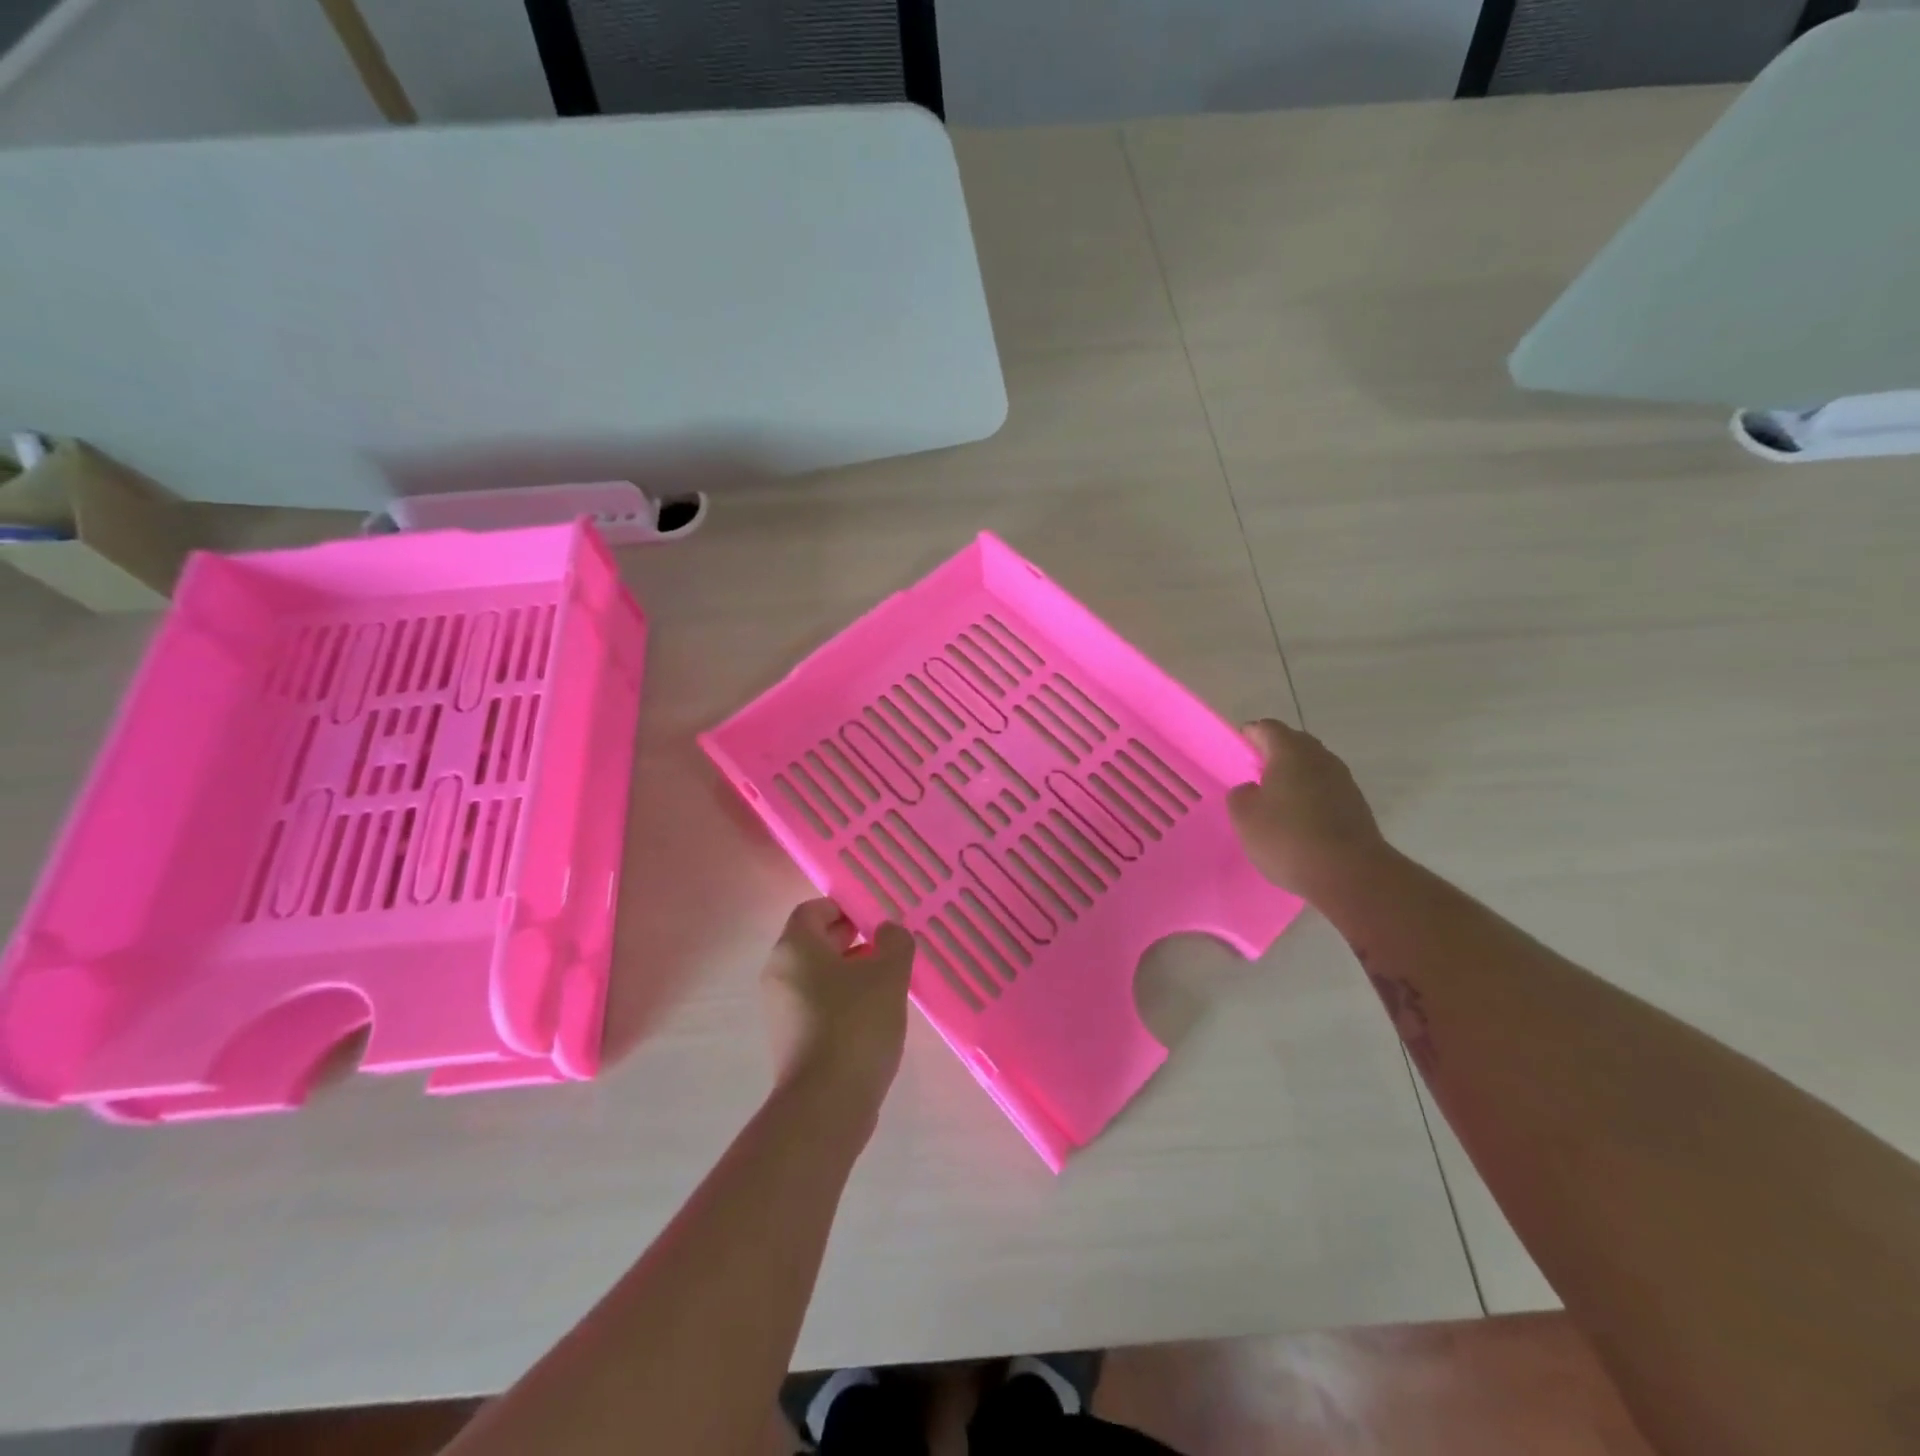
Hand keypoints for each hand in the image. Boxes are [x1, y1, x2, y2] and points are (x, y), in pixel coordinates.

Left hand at [761, 900, 914, 1109]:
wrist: (826, 1104)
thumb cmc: (855, 1024)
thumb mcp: (888, 974)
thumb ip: (894, 942)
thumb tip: (888, 931)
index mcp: (794, 947)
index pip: (813, 910)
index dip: (845, 908)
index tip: (876, 917)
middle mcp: (778, 972)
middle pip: (814, 942)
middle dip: (851, 938)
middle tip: (887, 946)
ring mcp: (780, 1008)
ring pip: (816, 974)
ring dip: (849, 970)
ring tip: (887, 980)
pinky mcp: (790, 1038)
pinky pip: (816, 1003)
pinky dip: (840, 999)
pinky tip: (872, 1013)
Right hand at [1227, 719, 1388, 901]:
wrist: (1351, 874)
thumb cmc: (1288, 838)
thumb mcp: (1245, 817)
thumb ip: (1240, 795)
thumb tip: (1252, 789)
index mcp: (1291, 752)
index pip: (1267, 728)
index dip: (1249, 735)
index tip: (1236, 751)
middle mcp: (1321, 758)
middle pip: (1293, 744)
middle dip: (1272, 754)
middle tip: (1253, 776)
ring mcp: (1343, 781)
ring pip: (1312, 767)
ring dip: (1294, 777)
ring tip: (1275, 802)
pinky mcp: (1356, 805)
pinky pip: (1325, 789)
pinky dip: (1310, 797)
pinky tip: (1299, 821)